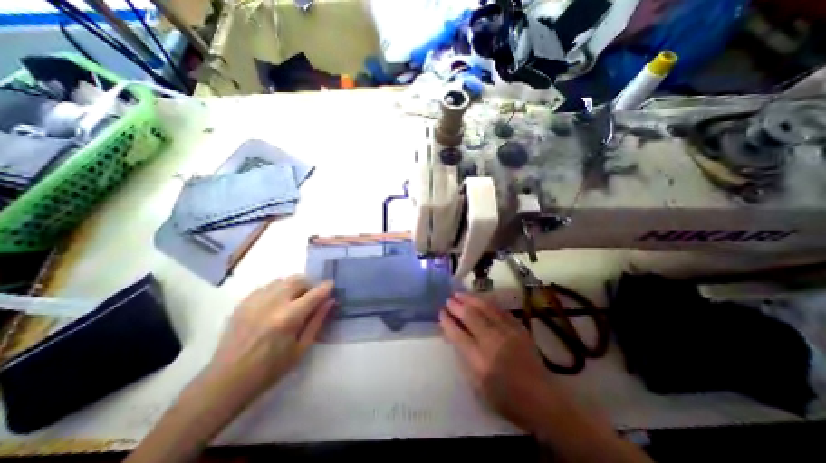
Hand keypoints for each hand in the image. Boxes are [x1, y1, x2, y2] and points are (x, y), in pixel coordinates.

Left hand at [203, 278, 335, 403]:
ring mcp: (255, 300)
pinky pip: (267, 286)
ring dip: (294, 285)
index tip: (331, 286)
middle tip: (312, 296)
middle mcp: (273, 303)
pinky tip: (277, 303)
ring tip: (295, 299)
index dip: (326, 287)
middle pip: (298, 279)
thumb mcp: (301, 348)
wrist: (226, 381)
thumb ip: (317, 321)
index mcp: (289, 317)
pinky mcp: (243, 302)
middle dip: (310, 284)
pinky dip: (278, 289)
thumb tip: (330, 301)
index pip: (315, 293)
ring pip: (283, 280)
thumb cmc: (270, 369)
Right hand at [438, 295, 568, 431]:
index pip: (458, 335)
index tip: (441, 313)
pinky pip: (500, 310)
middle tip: (448, 300)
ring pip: (485, 308)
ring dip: (470, 299)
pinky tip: (480, 299)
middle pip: (471, 317)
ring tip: (460, 294)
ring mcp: (508, 333)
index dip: (448, 322)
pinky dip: (487, 302)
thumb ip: (465, 358)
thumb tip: (455, 336)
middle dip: (457, 306)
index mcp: (481, 362)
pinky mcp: (519, 329)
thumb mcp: (478, 386)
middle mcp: (494, 343)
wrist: (543, 401)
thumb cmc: (507, 399)